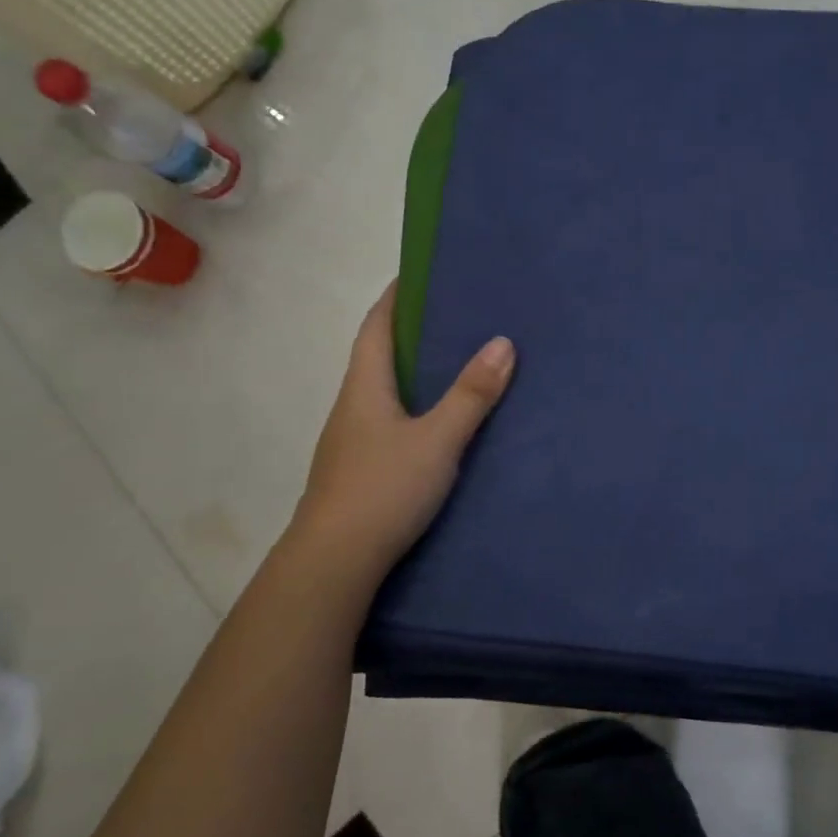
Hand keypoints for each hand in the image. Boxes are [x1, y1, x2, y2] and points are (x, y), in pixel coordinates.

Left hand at [290, 281, 513, 587]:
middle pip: (379, 356)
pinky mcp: (360, 469)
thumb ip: (470, 395)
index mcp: (364, 387)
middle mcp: (353, 406)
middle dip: (411, 332)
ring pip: (384, 392)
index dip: (395, 297)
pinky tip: (439, 422)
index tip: (421, 274)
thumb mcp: (438, 439)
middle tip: (457, 317)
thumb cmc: (383, 489)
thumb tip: (503, 342)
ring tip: (457, 363)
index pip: (376, 326)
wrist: (334, 562)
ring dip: (413, 372)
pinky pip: (390, 421)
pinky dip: (414, 406)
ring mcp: (352, 441)